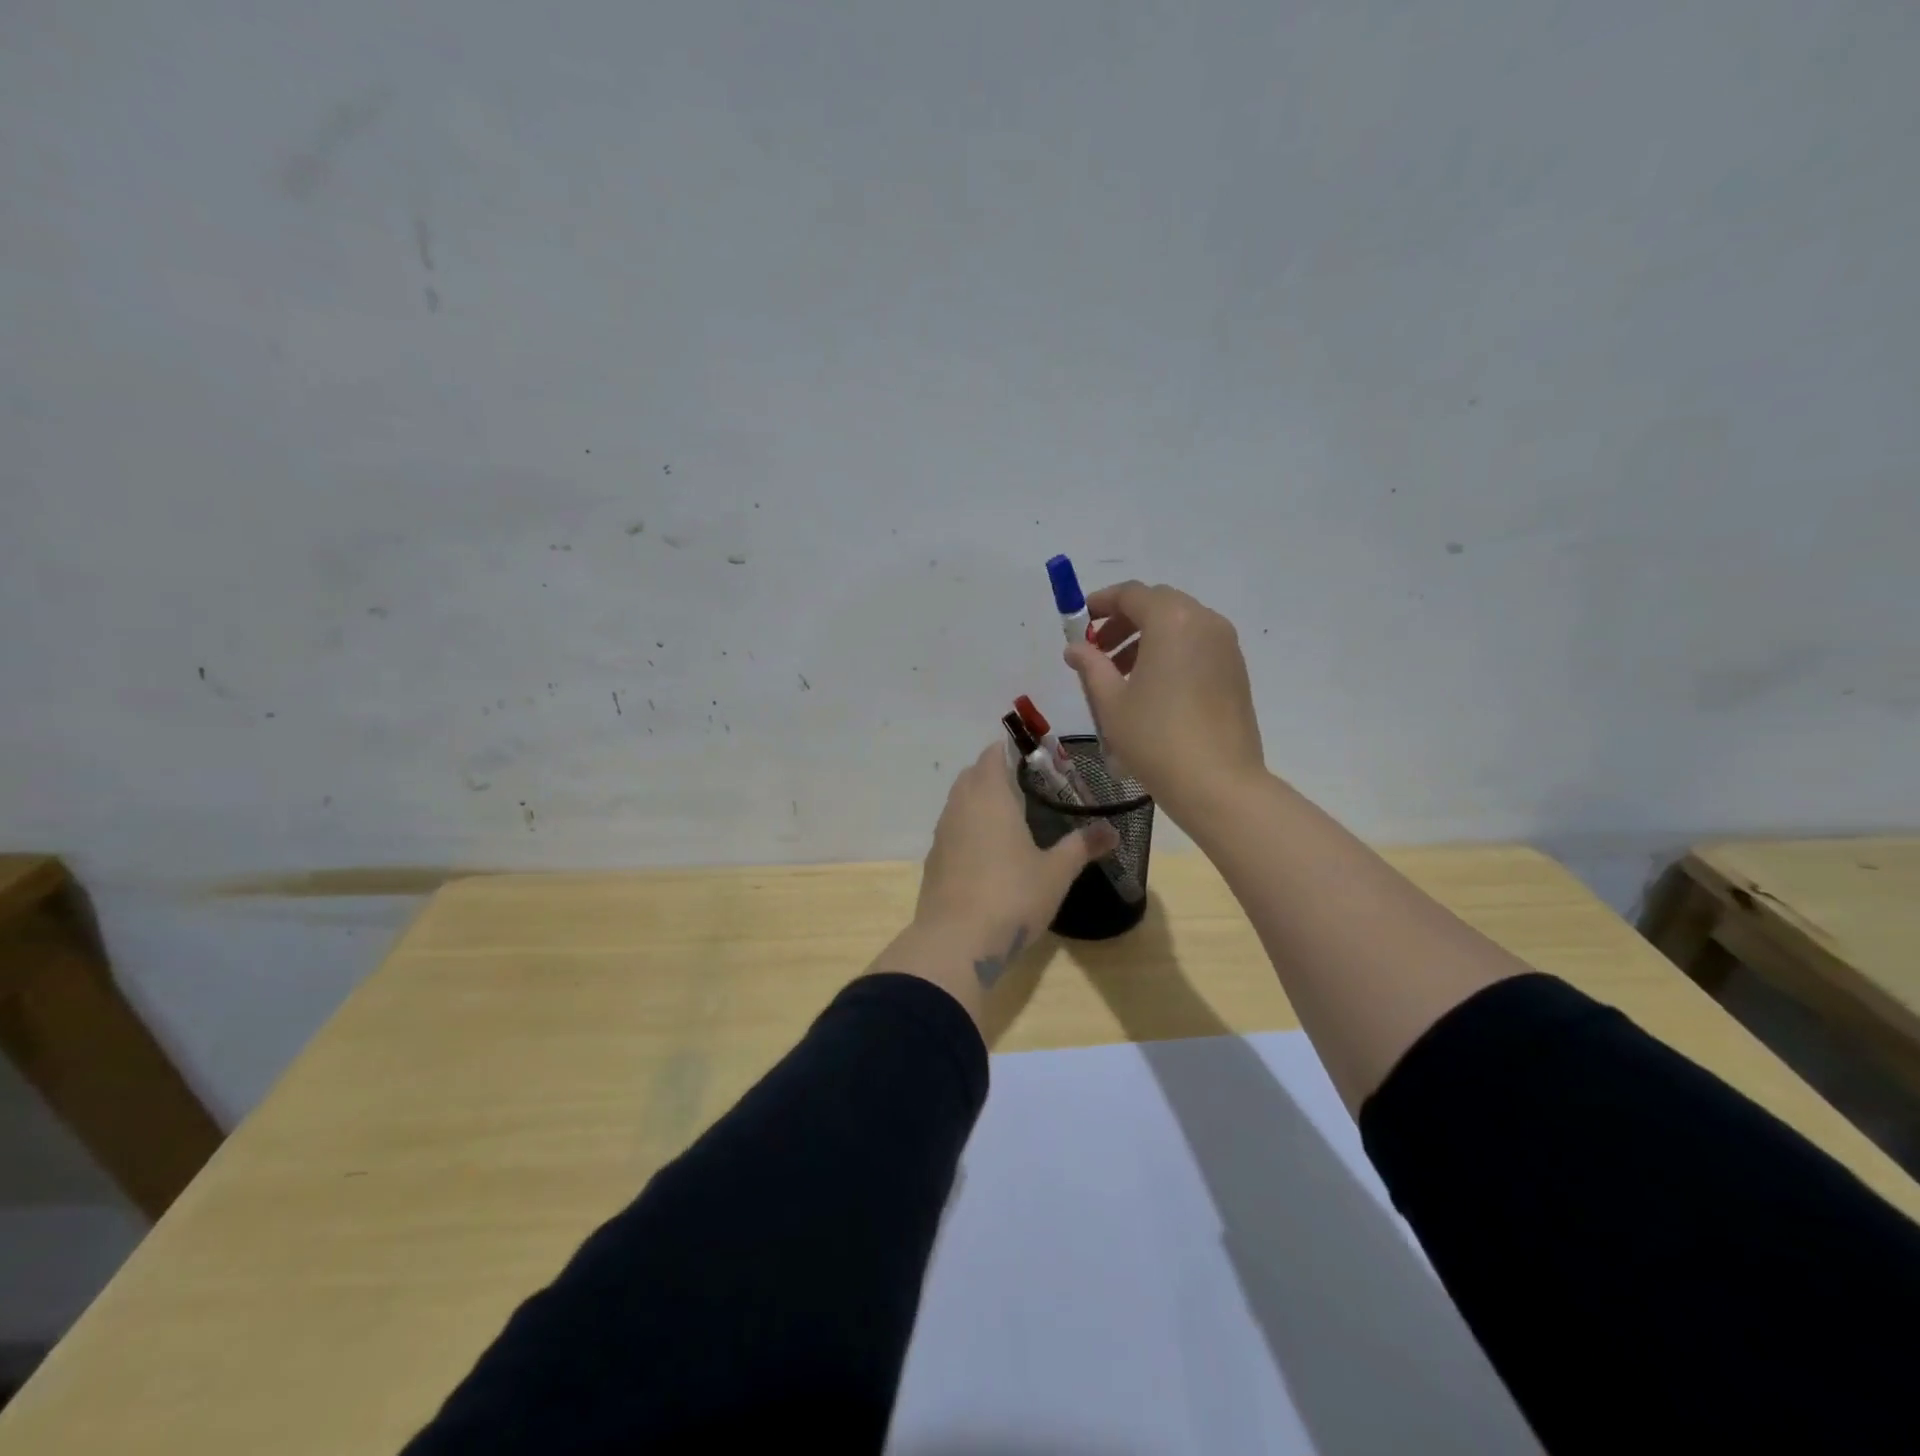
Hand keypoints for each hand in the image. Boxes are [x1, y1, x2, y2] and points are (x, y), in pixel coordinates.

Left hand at [915, 745, 1118, 986]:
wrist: (956, 942)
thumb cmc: (1012, 896)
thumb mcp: (1056, 872)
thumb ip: (1082, 846)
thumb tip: (1113, 831)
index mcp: (990, 796)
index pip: (993, 754)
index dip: (1010, 750)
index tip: (1034, 758)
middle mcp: (960, 806)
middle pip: (973, 774)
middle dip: (995, 773)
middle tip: (1028, 787)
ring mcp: (942, 833)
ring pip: (959, 801)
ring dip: (979, 801)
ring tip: (1010, 818)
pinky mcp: (933, 860)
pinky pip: (952, 829)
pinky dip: (968, 828)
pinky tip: (988, 853)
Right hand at [1064, 580, 1264, 824]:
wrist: (1218, 783)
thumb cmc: (1156, 738)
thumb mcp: (1111, 702)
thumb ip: (1091, 666)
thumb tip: (1076, 648)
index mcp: (1171, 621)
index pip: (1131, 594)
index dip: (1101, 603)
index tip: (1080, 621)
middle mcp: (1204, 621)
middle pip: (1158, 605)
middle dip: (1124, 621)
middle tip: (1098, 650)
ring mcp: (1226, 646)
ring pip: (1180, 625)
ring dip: (1147, 638)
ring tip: (1121, 674)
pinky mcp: (1236, 670)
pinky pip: (1197, 645)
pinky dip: (1171, 652)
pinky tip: (1153, 687)